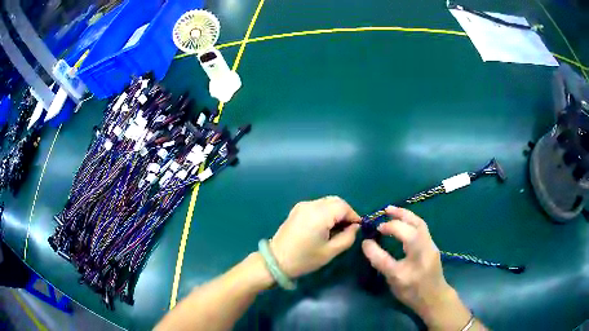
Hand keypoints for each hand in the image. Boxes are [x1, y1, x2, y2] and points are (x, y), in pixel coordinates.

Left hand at [270, 196, 360, 278]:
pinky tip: (324, 226)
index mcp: (319, 214)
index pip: (344, 207)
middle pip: (336, 201)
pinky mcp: (297, 209)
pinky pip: (317, 205)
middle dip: (345, 212)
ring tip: (336, 229)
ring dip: (335, 212)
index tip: (357, 228)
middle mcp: (311, 205)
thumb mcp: (331, 251)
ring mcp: (302, 206)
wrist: (276, 261)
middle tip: (348, 228)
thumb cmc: (305, 259)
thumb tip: (354, 227)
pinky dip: (325, 212)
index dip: (353, 216)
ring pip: (327, 202)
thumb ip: (348, 237)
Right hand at [361, 206, 472, 329]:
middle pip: (416, 222)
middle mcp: (427, 244)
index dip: (385, 230)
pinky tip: (404, 226)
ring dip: (407, 216)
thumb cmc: (412, 291)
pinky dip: (411, 223)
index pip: (400, 234)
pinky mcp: (432, 247)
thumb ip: (380, 260)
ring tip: (393, 212)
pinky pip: (421, 229)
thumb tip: (366, 243)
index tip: (373, 231)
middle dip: (401, 214)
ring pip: (420, 224)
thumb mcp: (393, 278)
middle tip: (386, 210)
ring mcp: (431, 245)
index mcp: (418, 252)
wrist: (434, 298)